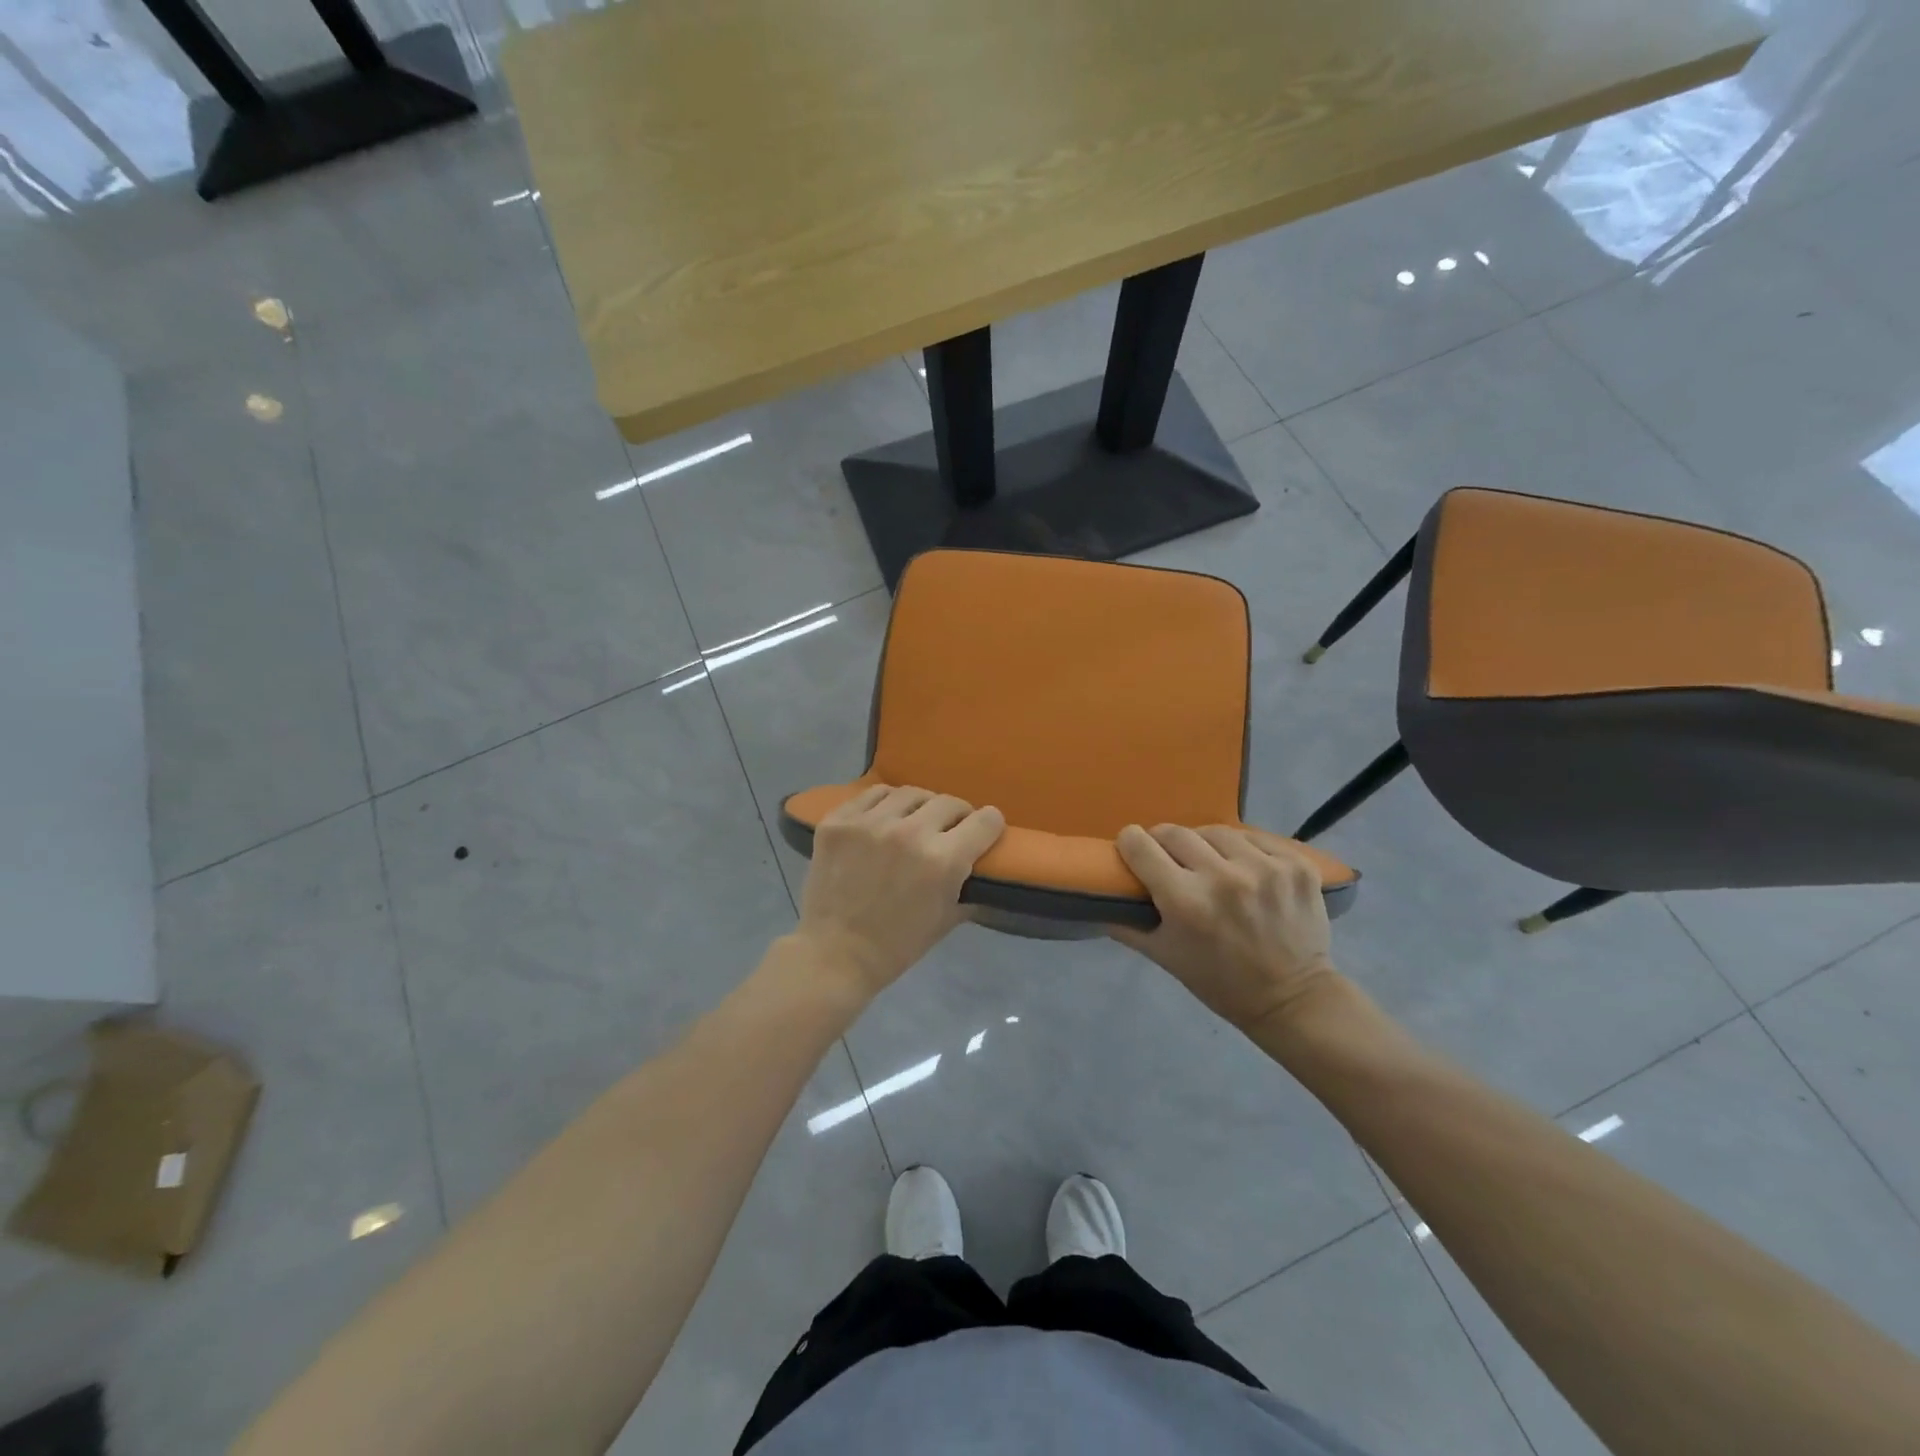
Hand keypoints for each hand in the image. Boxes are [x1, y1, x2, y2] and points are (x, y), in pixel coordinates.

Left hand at [795, 784, 1005, 999]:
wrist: (836, 954)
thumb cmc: (898, 945)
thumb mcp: (948, 919)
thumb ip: (969, 886)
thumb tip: (985, 866)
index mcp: (942, 860)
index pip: (985, 820)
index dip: (990, 825)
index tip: (985, 830)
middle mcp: (909, 833)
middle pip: (950, 802)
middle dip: (957, 816)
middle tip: (949, 830)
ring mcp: (870, 823)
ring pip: (911, 794)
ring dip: (921, 807)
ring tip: (915, 820)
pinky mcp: (839, 821)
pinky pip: (872, 794)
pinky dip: (884, 804)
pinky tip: (883, 819)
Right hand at [1111, 824, 1339, 1032]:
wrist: (1294, 999)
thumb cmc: (1220, 982)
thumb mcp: (1164, 957)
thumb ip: (1126, 924)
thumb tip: (1099, 895)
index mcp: (1185, 901)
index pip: (1140, 845)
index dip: (1130, 843)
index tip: (1132, 848)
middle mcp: (1223, 877)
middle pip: (1175, 832)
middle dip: (1164, 842)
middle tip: (1169, 858)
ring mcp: (1265, 868)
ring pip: (1216, 831)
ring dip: (1205, 844)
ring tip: (1210, 862)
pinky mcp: (1296, 865)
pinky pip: (1257, 838)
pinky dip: (1245, 849)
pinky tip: (1245, 867)